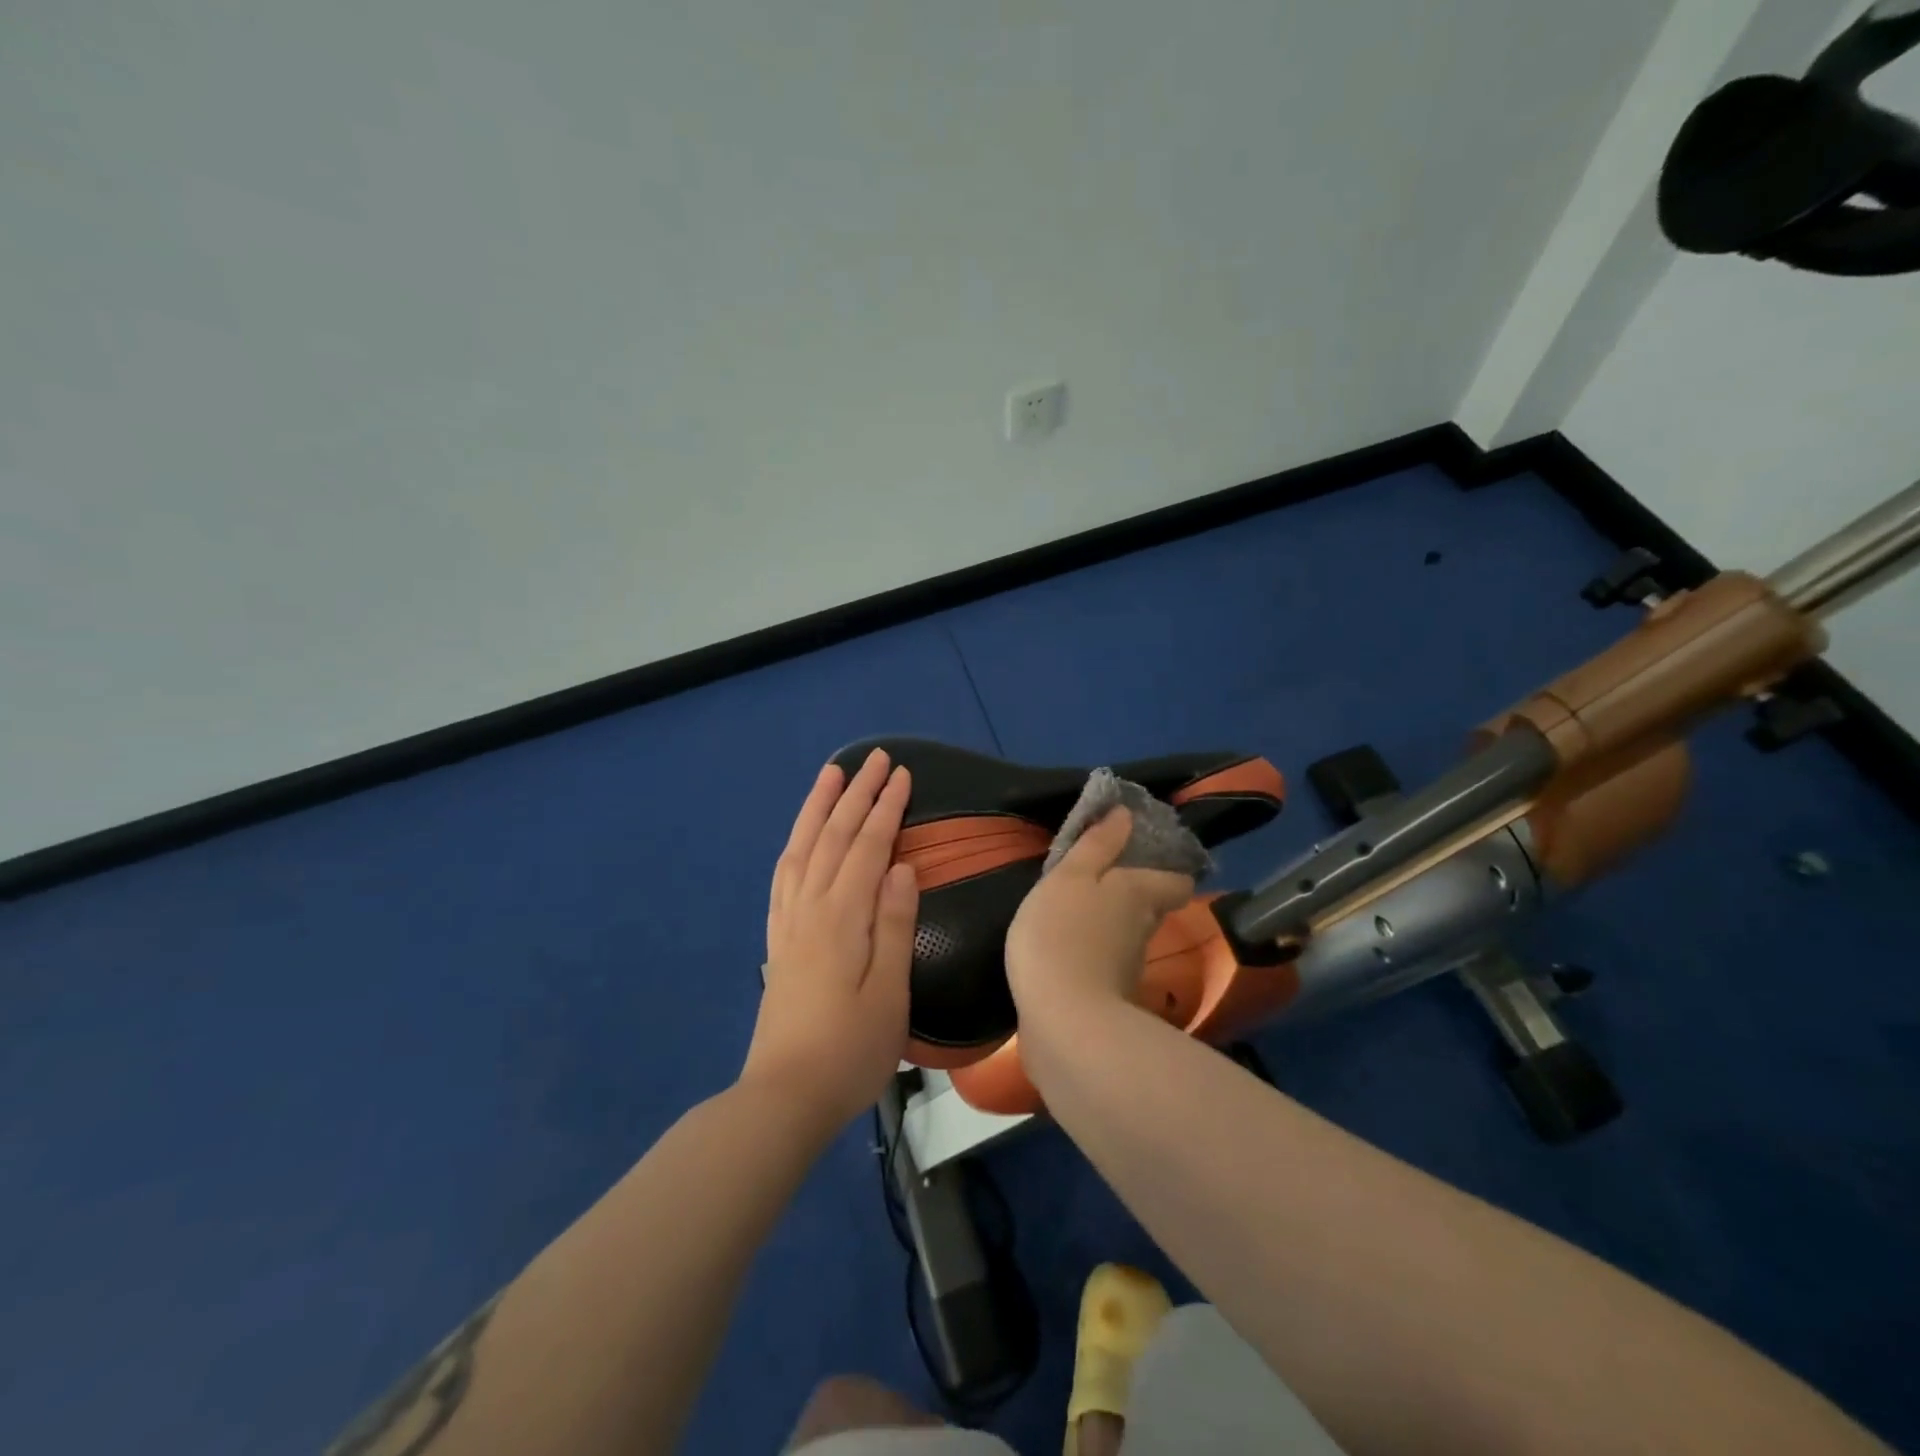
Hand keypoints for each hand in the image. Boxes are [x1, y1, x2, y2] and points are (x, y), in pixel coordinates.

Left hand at [743, 749, 918, 1130]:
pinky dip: (796, 843)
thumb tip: (902, 867)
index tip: (902, 775)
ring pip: (803, 848)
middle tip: (876, 758)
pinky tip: (802, 836)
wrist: (785, 1096)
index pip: (867, 848)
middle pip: (834, 837)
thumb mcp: (889, 994)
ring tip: (832, 774)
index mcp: (842, 918)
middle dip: (857, 794)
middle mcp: (810, 908)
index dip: (886, 809)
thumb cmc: (850, 1050)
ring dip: (819, 807)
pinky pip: (784, 875)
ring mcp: (789, 922)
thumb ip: (894, 925)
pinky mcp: (778, 939)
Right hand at [1004, 807, 1193, 1024]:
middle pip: (1153, 906)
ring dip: (1109, 923)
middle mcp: (1144, 929)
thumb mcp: (1071, 877)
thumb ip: (1097, 845)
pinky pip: (1106, 962)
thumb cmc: (1062, 934)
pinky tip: (1066, 947)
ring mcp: (1128, 968)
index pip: (1177, 880)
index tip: (1143, 856)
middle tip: (1099, 878)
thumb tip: (1126, 813)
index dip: (1168, 867)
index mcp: (1140, 894)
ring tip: (1076, 910)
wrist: (1063, 1023)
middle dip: (1133, 892)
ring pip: (1128, 934)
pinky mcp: (1107, 997)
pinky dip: (1092, 952)